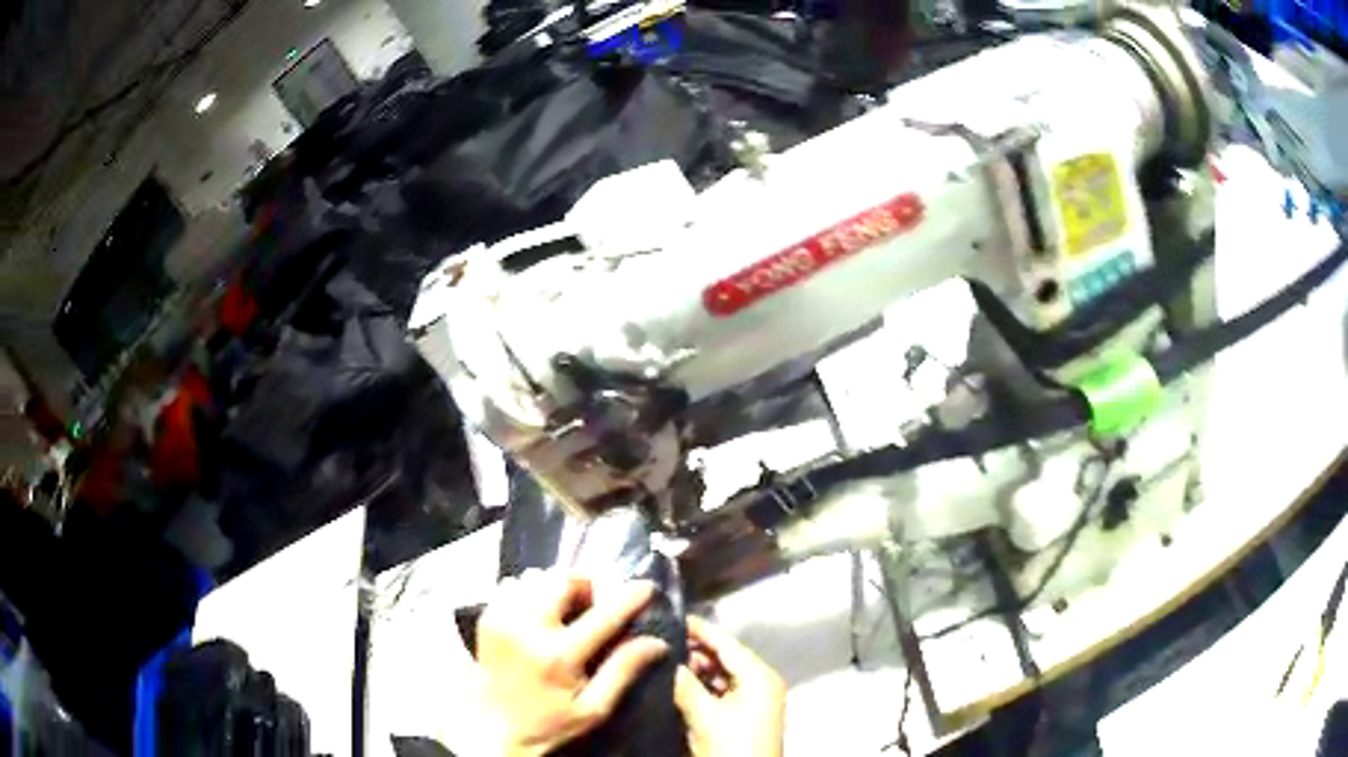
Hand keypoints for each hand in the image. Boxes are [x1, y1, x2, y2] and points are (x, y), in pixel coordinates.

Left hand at [476, 570, 668, 756]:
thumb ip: (623, 671)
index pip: (603, 614)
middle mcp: (526, 628)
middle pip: (563, 580)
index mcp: (558, 656)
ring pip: (537, 578)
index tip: (647, 587)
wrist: (492, 729)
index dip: (629, 596)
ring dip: (558, 587)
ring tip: (568, 609)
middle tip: (596, 604)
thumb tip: (657, 642)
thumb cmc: (549, 723)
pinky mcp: (487, 617)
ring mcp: (502, 618)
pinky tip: (540, 613)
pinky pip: (514, 585)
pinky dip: (532, 591)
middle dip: (587, 585)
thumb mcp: (594, 708)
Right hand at [674, 616, 785, 756]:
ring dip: (696, 670)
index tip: (672, 616)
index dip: (699, 629)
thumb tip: (662, 660)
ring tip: (663, 662)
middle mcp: (762, 682)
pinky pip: (723, 690)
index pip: (726, 643)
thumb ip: (684, 685)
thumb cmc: (733, 745)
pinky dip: (703, 686)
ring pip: (722, 675)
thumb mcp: (705, 715)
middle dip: (694, 651)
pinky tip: (679, 686)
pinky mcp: (747, 714)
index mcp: (759, 676)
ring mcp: (756, 699)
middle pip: (724, 657)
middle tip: (659, 642)